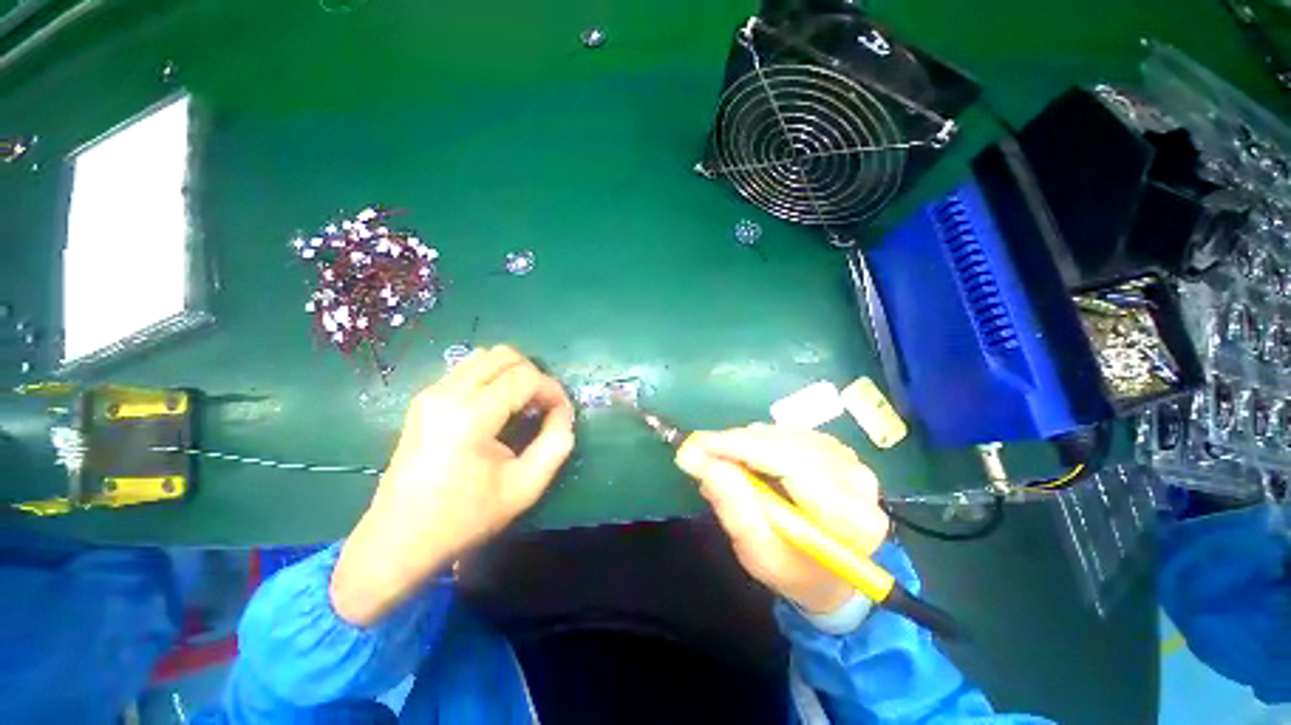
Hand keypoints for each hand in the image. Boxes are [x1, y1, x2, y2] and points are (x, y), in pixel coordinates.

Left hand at [331, 346, 575, 625]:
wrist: (399, 539)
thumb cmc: (465, 517)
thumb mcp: (525, 487)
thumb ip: (556, 444)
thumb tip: (563, 413)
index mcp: (471, 417)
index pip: (526, 377)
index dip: (553, 390)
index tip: (561, 413)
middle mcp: (447, 394)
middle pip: (505, 355)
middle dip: (534, 375)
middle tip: (543, 406)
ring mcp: (431, 393)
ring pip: (485, 356)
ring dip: (513, 373)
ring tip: (522, 404)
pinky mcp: (424, 398)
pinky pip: (468, 369)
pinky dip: (493, 377)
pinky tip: (498, 406)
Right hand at [675, 424, 888, 614]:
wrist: (830, 576)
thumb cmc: (793, 572)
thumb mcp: (757, 553)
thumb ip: (732, 505)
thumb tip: (698, 459)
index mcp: (848, 517)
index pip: (788, 463)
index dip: (738, 447)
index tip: (695, 445)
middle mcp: (857, 480)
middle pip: (784, 443)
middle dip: (735, 443)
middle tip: (699, 453)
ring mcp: (850, 460)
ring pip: (783, 434)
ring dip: (745, 442)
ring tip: (722, 463)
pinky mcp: (836, 449)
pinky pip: (787, 433)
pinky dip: (759, 441)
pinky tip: (746, 459)